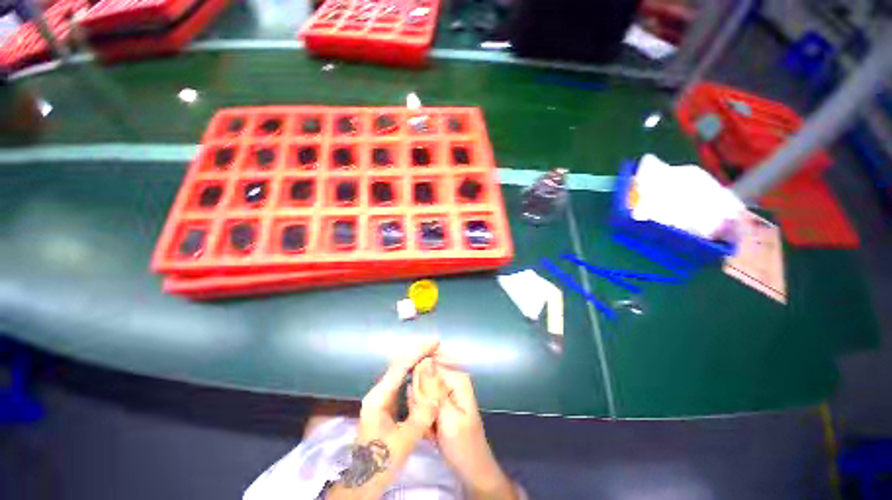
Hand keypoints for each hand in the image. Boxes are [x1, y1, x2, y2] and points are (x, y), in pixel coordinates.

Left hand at [328, 340, 442, 499]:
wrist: (363, 482)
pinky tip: (425, 371)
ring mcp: (382, 397)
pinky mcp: (388, 403)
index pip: (400, 366)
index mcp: (378, 397)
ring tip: (433, 353)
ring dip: (417, 360)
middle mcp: (379, 392)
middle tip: (436, 345)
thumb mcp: (402, 442)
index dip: (418, 352)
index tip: (434, 342)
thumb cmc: (380, 463)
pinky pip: (403, 381)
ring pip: (401, 371)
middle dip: (418, 352)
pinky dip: (415, 372)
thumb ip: (420, 417)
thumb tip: (438, 395)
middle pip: (400, 364)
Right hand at [419, 360, 516, 499]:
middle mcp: (450, 379)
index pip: (428, 364)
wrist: (471, 470)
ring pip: (419, 391)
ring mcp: (444, 391)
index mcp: (456, 377)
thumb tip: (424, 361)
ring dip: (420, 410)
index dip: (419, 380)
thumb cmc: (463, 445)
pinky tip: (431, 431)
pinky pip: (421, 402)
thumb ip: (434, 389)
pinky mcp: (438, 403)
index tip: (421, 401)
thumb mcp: (448, 417)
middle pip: (421, 376)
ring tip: (432, 428)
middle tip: (430, 419)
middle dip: (420, 399)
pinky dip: (422, 416)